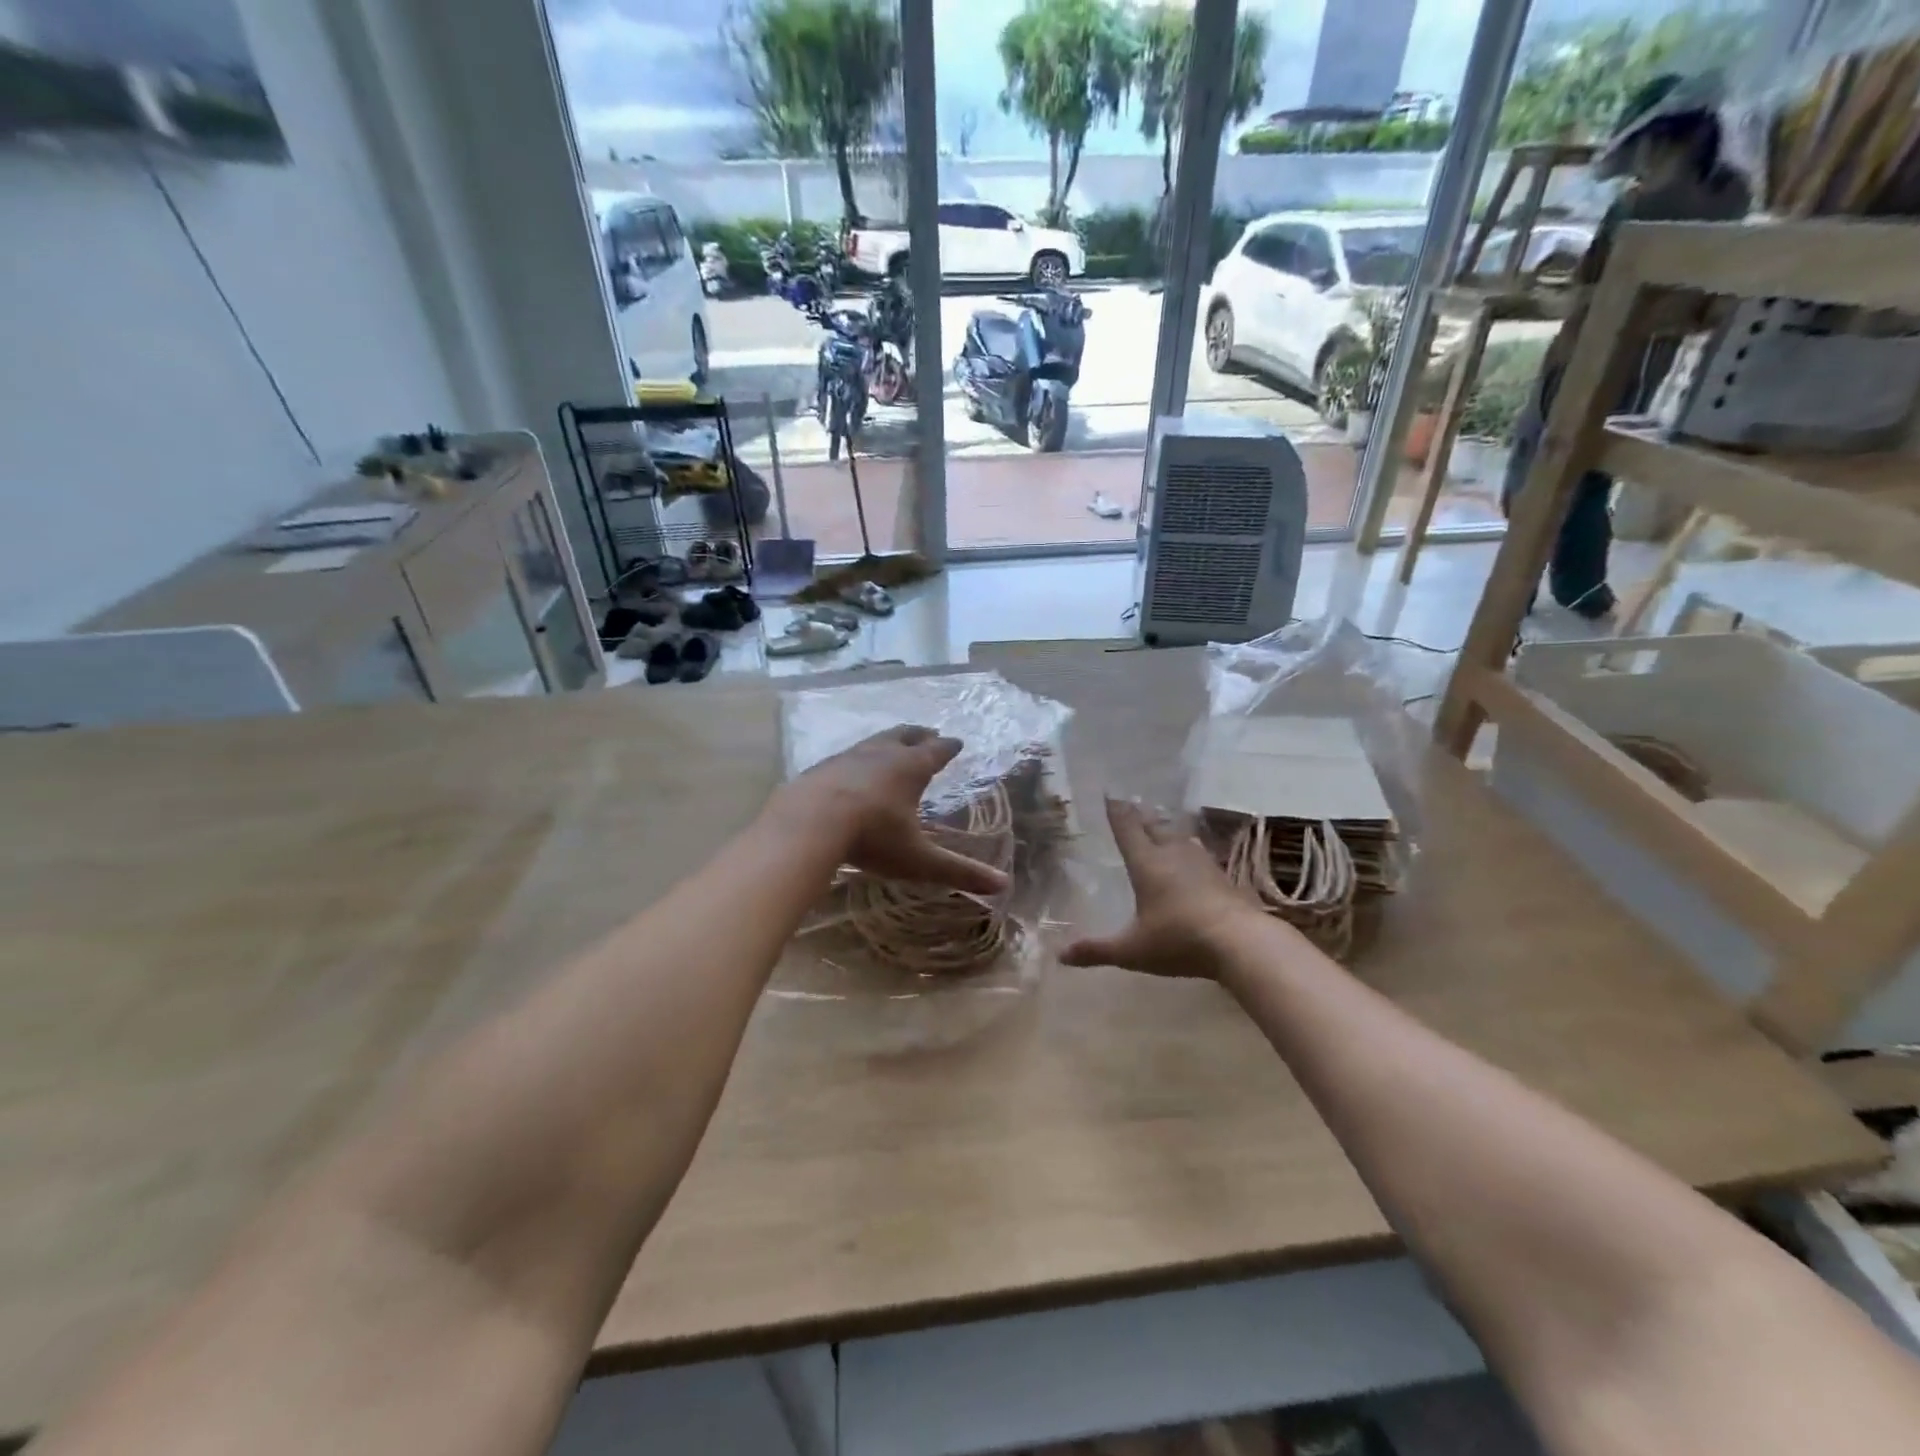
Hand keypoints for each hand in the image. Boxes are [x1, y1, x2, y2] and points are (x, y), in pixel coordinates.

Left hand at [777, 726, 1008, 896]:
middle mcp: (882, 754)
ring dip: (889, 740)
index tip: (957, 741)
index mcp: (910, 768)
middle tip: (929, 733)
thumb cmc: (872, 837)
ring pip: (875, 740)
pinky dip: (859, 757)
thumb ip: (958, 871)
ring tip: (894, 744)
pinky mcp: (822, 766)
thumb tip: (1002, 885)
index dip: (949, 747)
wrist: (808, 822)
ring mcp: (849, 756)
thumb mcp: (918, 859)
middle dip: (920, 735)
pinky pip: (847, 755)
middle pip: (905, 736)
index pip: (937, 751)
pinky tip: (852, 768)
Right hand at [1060, 798, 1257, 978]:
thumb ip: (1097, 950)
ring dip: (1166, 830)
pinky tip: (1192, 858)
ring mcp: (1201, 862)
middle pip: (1154, 826)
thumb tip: (1060, 956)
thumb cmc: (1179, 940)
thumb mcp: (1132, 951)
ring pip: (1179, 837)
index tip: (1109, 794)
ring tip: (1159, 828)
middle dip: (1140, 817)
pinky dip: (1188, 850)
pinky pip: (1199, 853)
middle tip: (1131, 807)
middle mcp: (1172, 854)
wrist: (1241, 943)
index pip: (1127, 829)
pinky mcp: (1222, 875)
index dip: (1116, 811)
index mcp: (1146, 864)